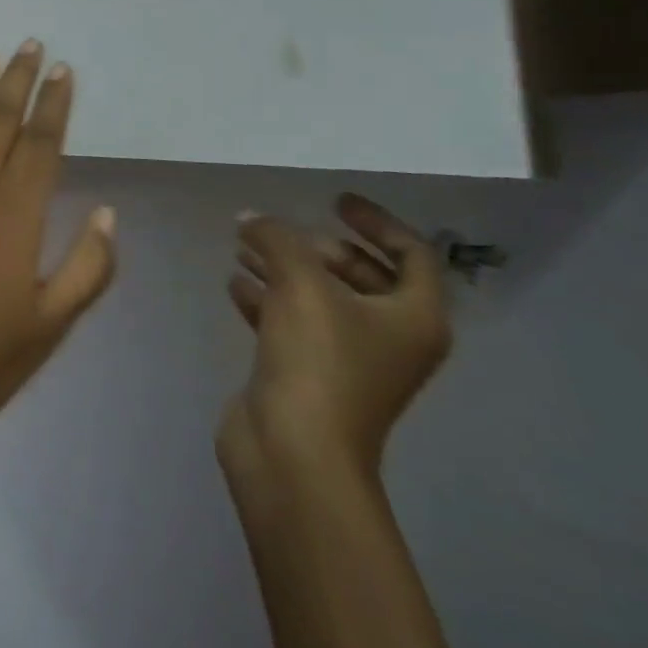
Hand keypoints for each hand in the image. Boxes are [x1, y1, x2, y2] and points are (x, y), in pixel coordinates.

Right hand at [220, 196, 451, 487]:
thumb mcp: (301, 285)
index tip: (333, 200)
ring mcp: (348, 358)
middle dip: (318, 247)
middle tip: (280, 232)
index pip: (411, 255)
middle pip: (363, 276)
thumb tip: (252, 218)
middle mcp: (389, 337)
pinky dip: (266, 297)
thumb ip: (277, 240)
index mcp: (413, 318)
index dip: (376, 222)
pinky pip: (290, 321)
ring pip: (320, 298)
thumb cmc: (318, 361)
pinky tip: (234, 283)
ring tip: (242, 246)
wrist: (296, 447)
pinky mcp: (307, 372)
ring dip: (284, 268)